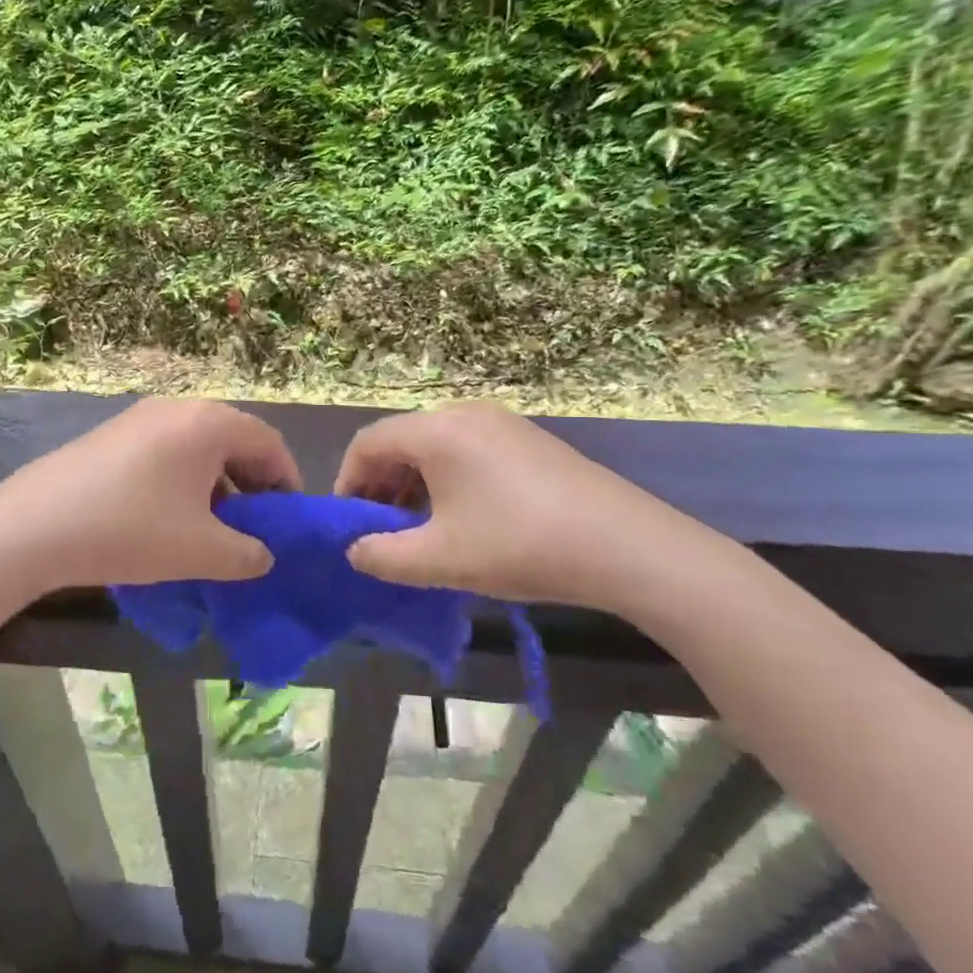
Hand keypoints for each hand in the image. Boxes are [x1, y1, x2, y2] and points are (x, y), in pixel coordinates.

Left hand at [0, 398, 300, 594]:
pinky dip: (181, 480)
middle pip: (233, 440)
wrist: (33, 527)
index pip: (269, 443)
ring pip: (197, 447)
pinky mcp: (110, 435)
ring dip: (215, 484)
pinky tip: (167, 519)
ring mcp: (139, 417)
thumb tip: (263, 556)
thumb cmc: (131, 530)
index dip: (287, 482)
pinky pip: (165, 451)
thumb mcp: (200, 551)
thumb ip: (247, 554)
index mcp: (209, 423)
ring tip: (210, 529)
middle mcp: (177, 408)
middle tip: (252, 528)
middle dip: (250, 484)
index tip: (288, 522)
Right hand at [335, 402, 737, 617]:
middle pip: (402, 440)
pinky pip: (468, 449)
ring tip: (418, 527)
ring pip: (436, 445)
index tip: (348, 522)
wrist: (625, 545)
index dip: (348, 481)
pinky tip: (462, 517)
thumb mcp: (440, 559)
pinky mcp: (529, 439)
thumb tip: (354, 551)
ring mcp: (502, 423)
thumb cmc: (519, 545)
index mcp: (436, 431)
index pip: (368, 443)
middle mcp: (464, 413)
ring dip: (414, 483)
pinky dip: (447, 477)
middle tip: (380, 529)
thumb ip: (383, 556)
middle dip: (381, 484)